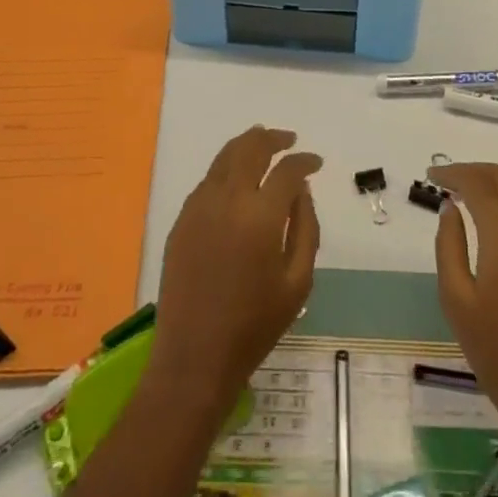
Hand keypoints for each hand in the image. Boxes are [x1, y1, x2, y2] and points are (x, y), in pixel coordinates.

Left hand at [146, 127, 321, 418]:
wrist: (194, 358)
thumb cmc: (254, 326)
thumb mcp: (297, 282)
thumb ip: (305, 228)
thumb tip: (301, 191)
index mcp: (260, 216)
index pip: (287, 170)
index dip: (304, 161)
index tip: (316, 162)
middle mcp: (228, 200)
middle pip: (250, 148)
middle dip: (272, 138)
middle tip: (288, 140)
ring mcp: (199, 207)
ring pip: (224, 157)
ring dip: (247, 145)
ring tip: (262, 145)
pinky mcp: (181, 220)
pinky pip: (207, 181)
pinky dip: (226, 169)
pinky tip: (236, 180)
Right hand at [431, 163, 497, 438]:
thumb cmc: (496, 353)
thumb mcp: (456, 299)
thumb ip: (450, 246)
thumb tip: (450, 209)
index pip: (479, 184)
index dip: (454, 173)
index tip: (431, 174)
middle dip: (477, 170)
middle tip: (449, 178)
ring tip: (470, 193)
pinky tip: (495, 221)